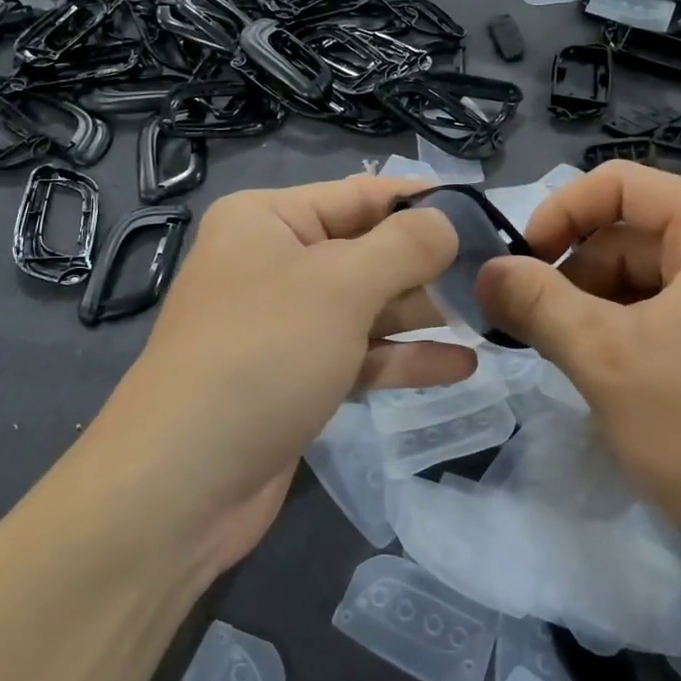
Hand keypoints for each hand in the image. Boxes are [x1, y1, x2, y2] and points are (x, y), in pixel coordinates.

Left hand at [79, 175, 468, 581]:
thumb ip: (403, 246)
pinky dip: (404, 360)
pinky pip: (359, 356)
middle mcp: (272, 264)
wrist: (182, 484)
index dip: (422, 202)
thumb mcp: (340, 285)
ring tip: (490, 317)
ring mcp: (284, 326)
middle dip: (428, 265)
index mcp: (267, 221)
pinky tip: (462, 366)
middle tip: (498, 275)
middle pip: (366, 252)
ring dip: (423, 314)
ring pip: (367, 308)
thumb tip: (447, 222)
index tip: (486, 213)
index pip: (359, 195)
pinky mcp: (296, 379)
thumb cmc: (262, 355)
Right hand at [476, 161, 680, 592]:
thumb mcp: (604, 356)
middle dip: (575, 276)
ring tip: (570, 361)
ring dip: (597, 311)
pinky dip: (631, 335)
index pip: (619, 185)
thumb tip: (484, 271)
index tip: (518, 267)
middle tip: (532, 329)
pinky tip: (612, 380)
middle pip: (633, 234)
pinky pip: (676, 314)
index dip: (557, 216)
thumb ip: (534, 301)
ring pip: (649, 279)